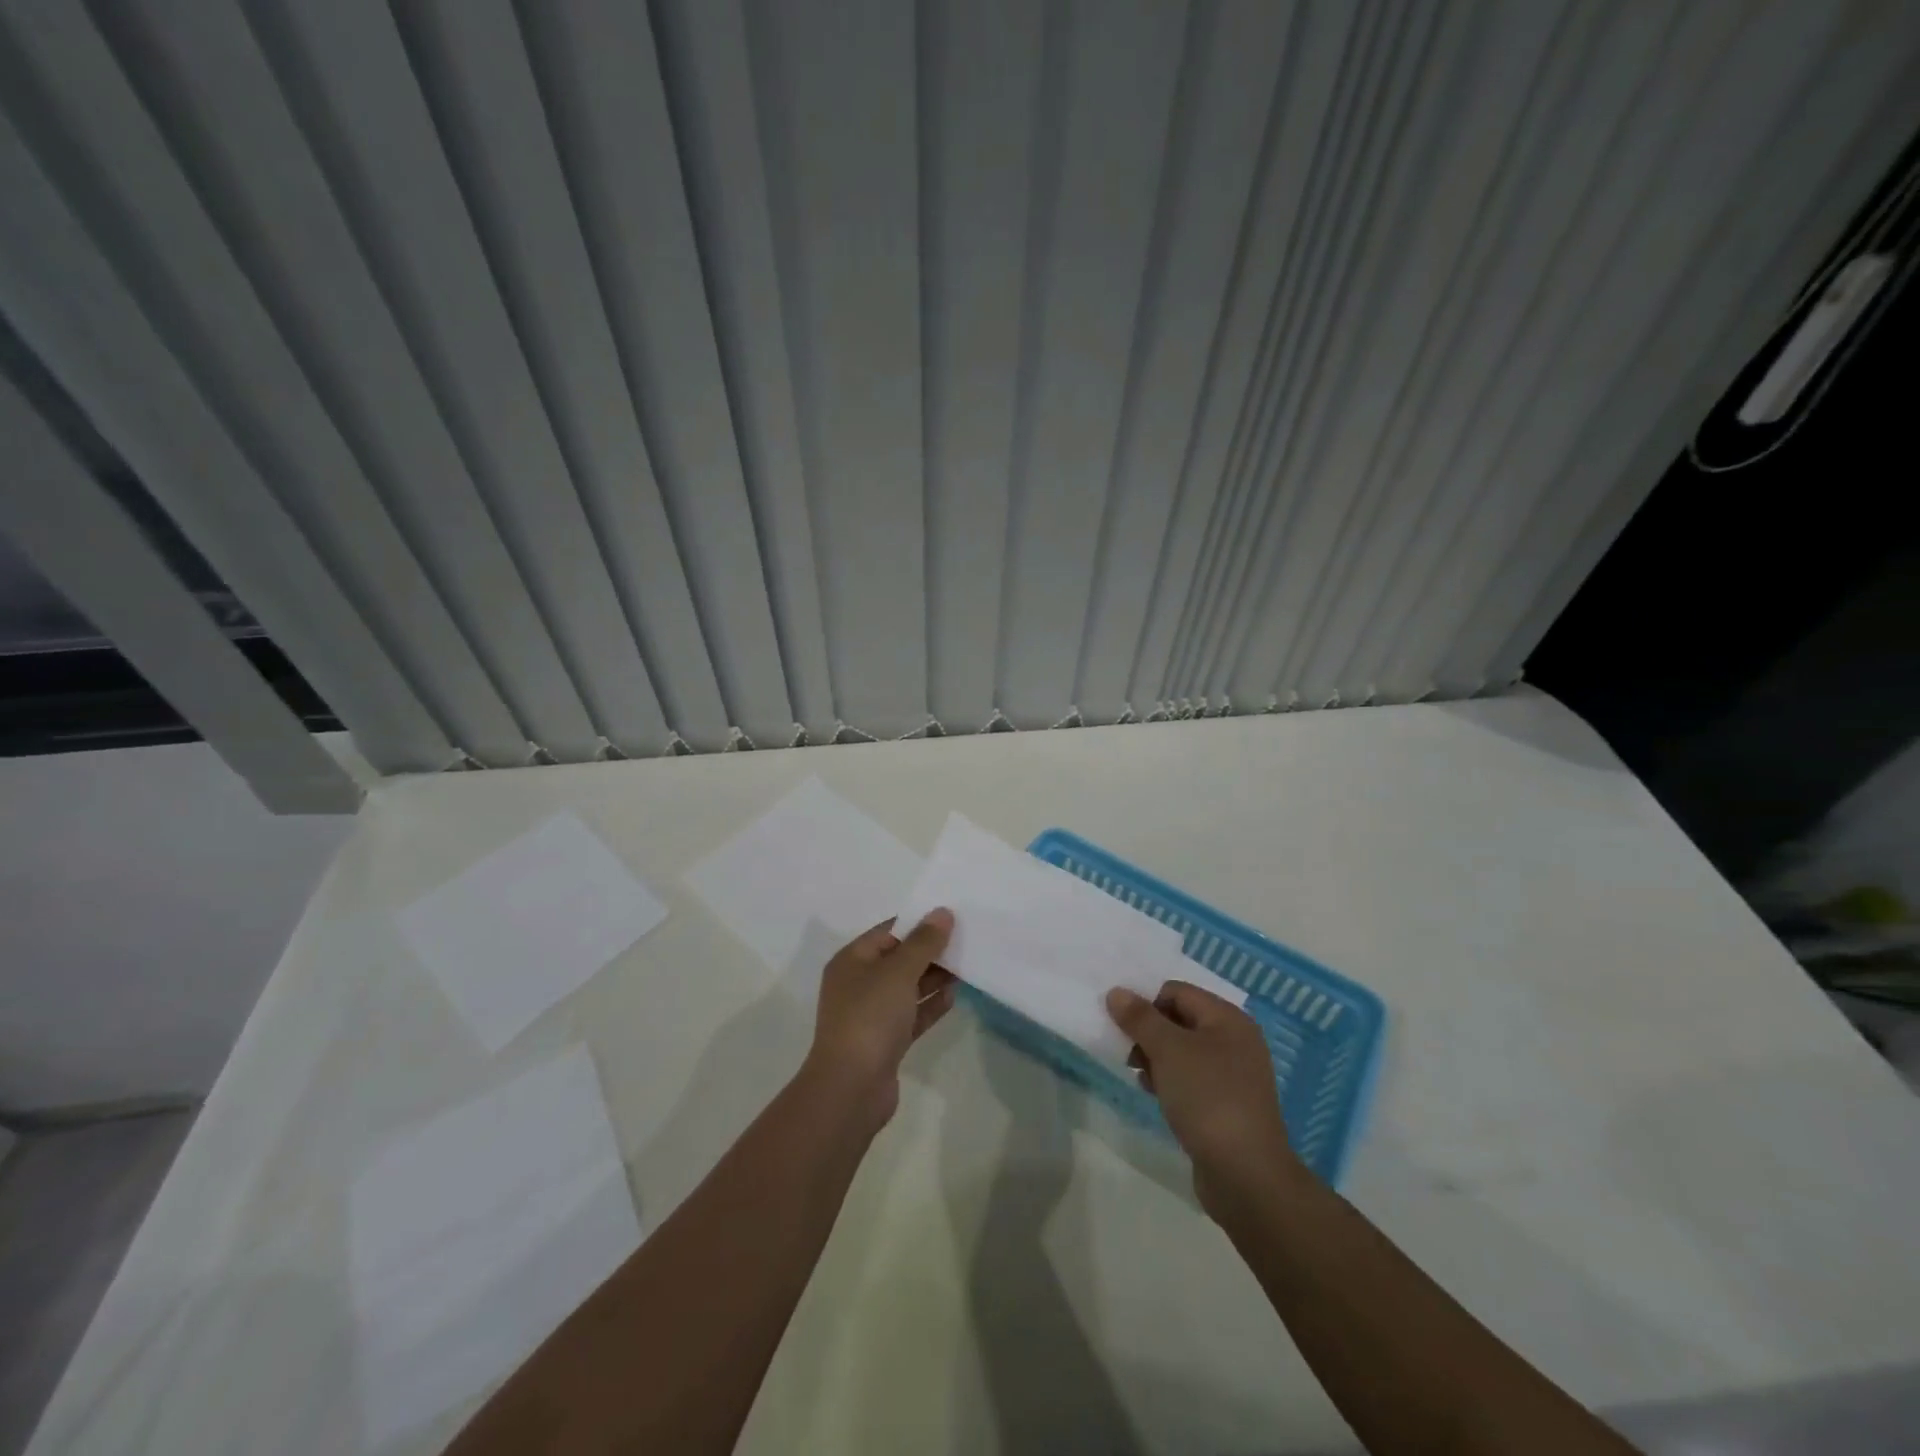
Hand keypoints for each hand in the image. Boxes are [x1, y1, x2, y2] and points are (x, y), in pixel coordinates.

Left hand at [805, 910, 955, 1131]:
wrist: (851, 1088)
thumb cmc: (870, 1017)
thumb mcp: (899, 971)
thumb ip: (924, 942)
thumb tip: (942, 912)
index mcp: (852, 960)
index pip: (888, 931)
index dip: (918, 923)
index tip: (952, 917)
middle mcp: (858, 984)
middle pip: (899, 959)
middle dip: (930, 951)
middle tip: (966, 941)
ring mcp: (871, 1014)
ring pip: (907, 988)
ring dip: (933, 978)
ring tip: (966, 966)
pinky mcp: (886, 1041)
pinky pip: (911, 1014)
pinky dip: (930, 1005)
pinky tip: (954, 996)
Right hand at [1106, 982, 1303, 1214]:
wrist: (1246, 1175)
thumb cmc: (1207, 1097)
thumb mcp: (1168, 1050)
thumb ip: (1140, 1018)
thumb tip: (1116, 992)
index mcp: (1228, 1019)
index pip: (1176, 991)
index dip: (1146, 1002)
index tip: (1121, 1025)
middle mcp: (1235, 1040)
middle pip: (1179, 1020)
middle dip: (1148, 1032)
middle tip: (1127, 1052)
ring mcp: (1233, 1075)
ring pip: (1183, 1051)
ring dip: (1156, 1058)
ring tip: (1138, 1075)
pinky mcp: (1226, 1104)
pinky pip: (1191, 1079)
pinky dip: (1169, 1080)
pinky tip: (1153, 1094)